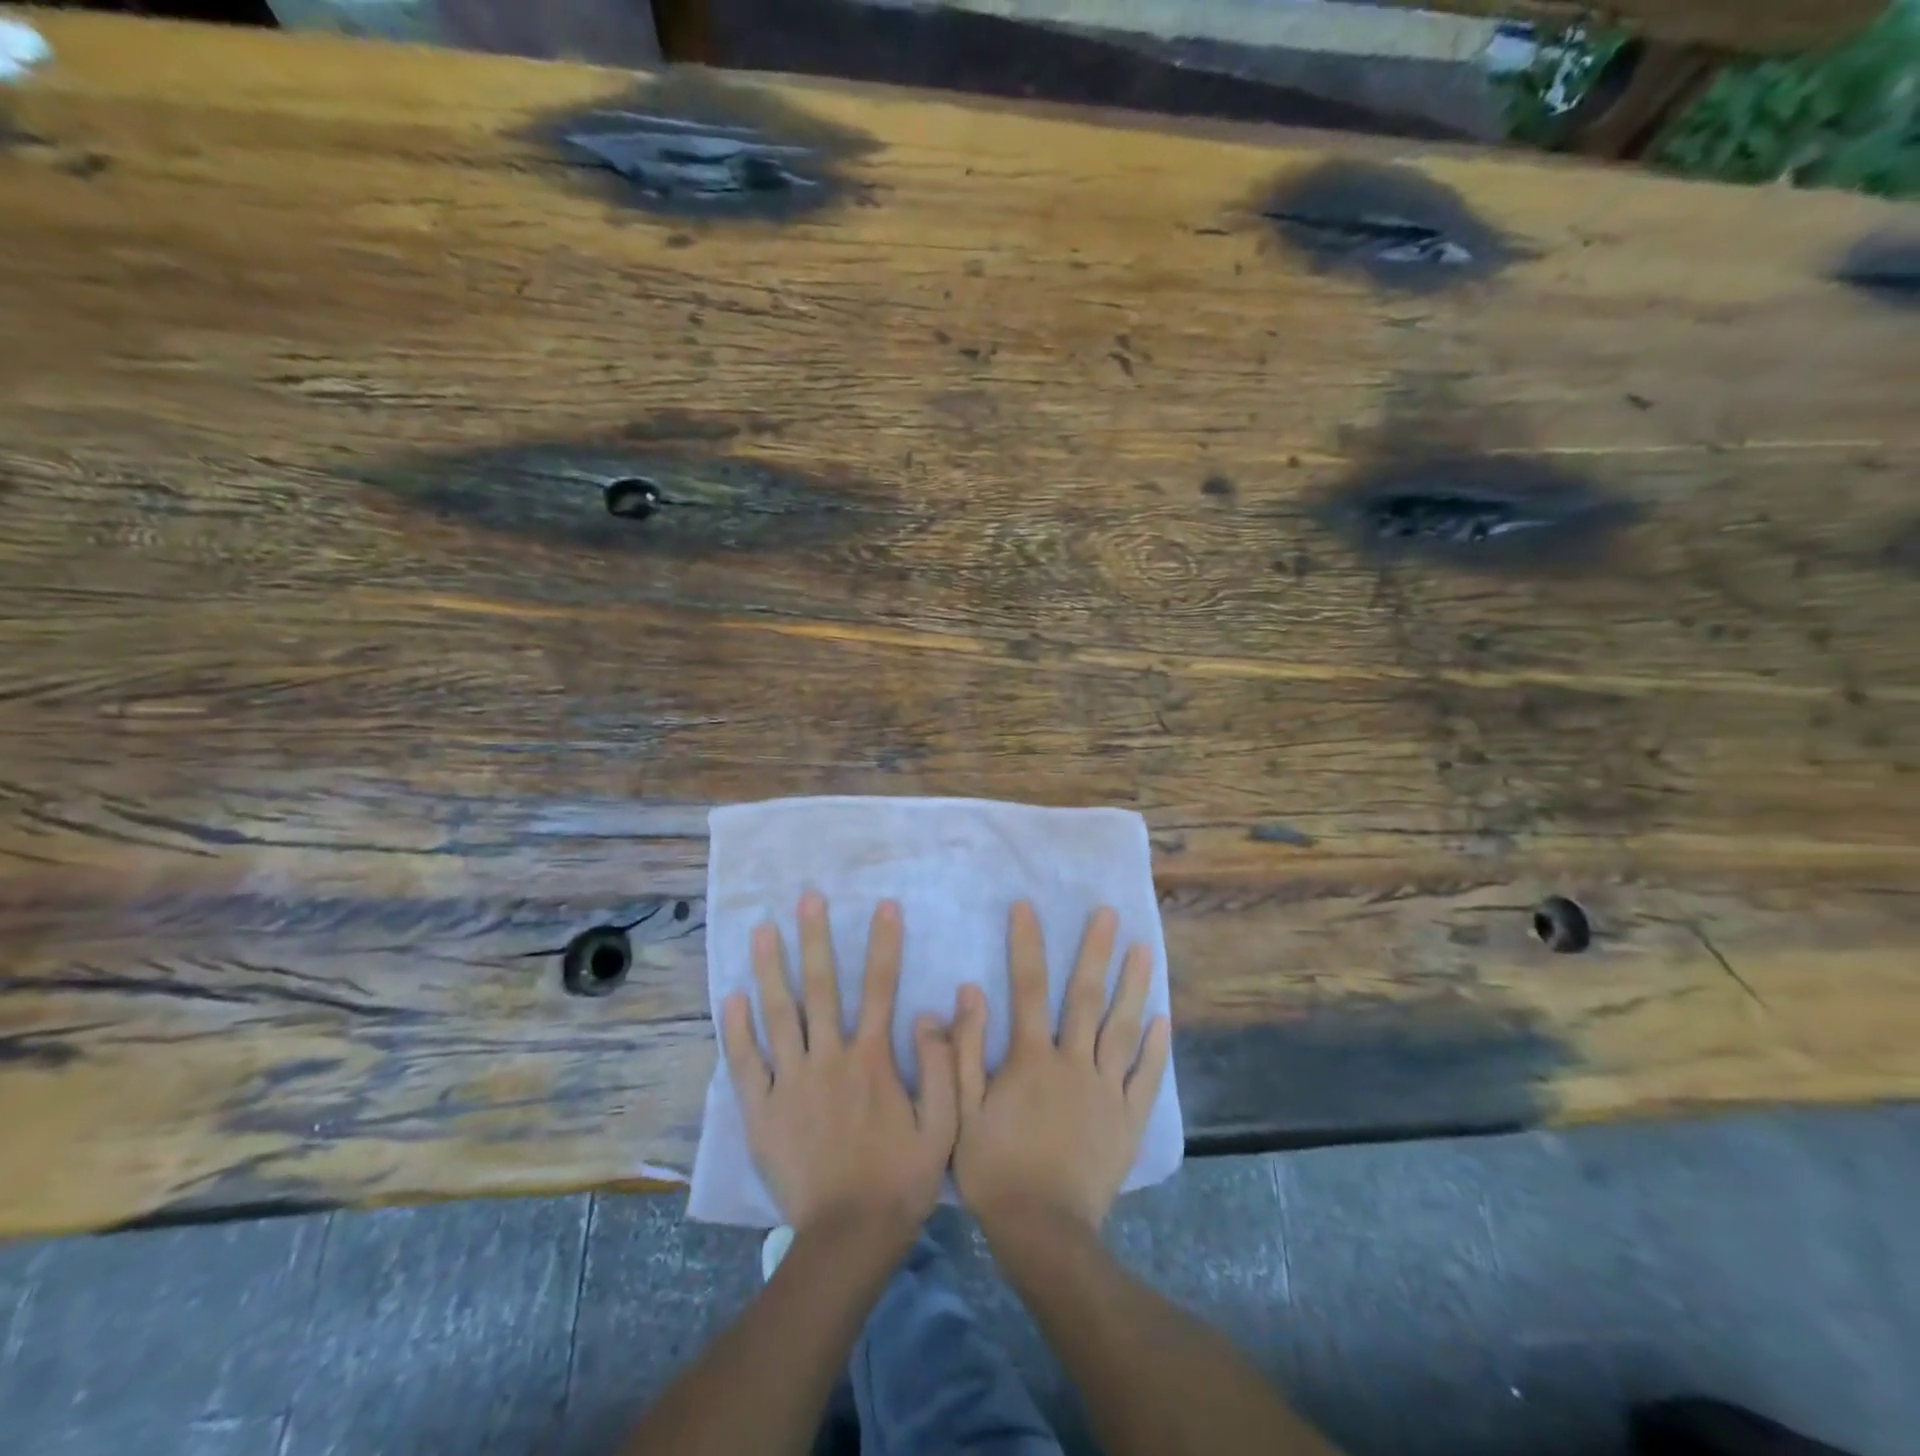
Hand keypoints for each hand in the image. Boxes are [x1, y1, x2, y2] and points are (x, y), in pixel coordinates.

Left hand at [722, 892, 958, 1242]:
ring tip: (763, 930)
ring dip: (771, 968)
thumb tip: (932, 1011)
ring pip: (779, 1014)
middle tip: (808, 898)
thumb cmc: (900, 1180)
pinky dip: (737, 1028)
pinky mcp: (761, 1110)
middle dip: (817, 938)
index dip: (884, 944)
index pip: (881, 988)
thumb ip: (941, 1066)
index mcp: (872, 1060)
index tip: (884, 905)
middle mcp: (829, 1059)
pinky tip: (732, 996)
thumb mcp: (943, 1126)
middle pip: (822, 988)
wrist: (847, 1238)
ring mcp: (790, 1083)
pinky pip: (745, 1062)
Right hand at [952, 902, 1171, 1234]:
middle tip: (1109, 913)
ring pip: (1123, 1028)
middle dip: (1095, 951)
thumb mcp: (962, 1111)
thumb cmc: (995, 1170)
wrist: (1044, 1233)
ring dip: (1134, 985)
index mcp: (1031, 1059)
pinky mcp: (1129, 1119)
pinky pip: (1146, 1076)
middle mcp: (1074, 1062)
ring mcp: (1107, 1090)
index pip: (1027, 988)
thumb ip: (963, 1051)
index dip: (1026, 944)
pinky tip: (1163, 1018)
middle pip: (1085, 997)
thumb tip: (968, 992)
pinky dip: (1156, 1046)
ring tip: (1144, 949)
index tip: (1027, 906)